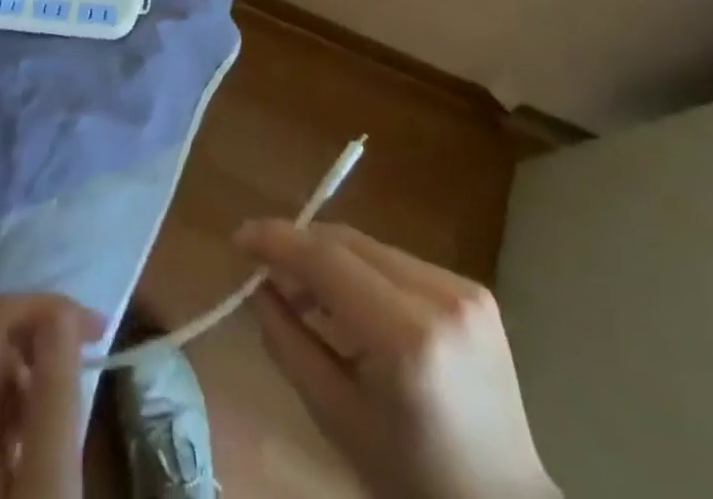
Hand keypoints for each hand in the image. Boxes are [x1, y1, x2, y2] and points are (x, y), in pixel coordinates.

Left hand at [0, 295, 102, 498]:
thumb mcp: (49, 491)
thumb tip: (60, 314)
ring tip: (62, 392)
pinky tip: (32, 429)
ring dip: (17, 359)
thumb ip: (54, 398)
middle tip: (81, 346)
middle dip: (29, 326)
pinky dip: (1, 395)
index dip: (42, 306)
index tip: (94, 327)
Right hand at [235, 220, 558, 498]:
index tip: (239, 238)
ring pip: (371, 248)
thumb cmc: (411, 482)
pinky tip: (348, 304)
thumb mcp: (337, 420)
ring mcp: (464, 289)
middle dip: (299, 248)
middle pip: (349, 243)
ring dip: (330, 260)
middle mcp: (441, 298)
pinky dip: (363, 272)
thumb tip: (257, 286)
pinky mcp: (473, 289)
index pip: (328, 260)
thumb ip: (289, 343)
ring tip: (301, 293)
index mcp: (409, 340)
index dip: (277, 241)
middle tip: (261, 267)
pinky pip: (398, 263)